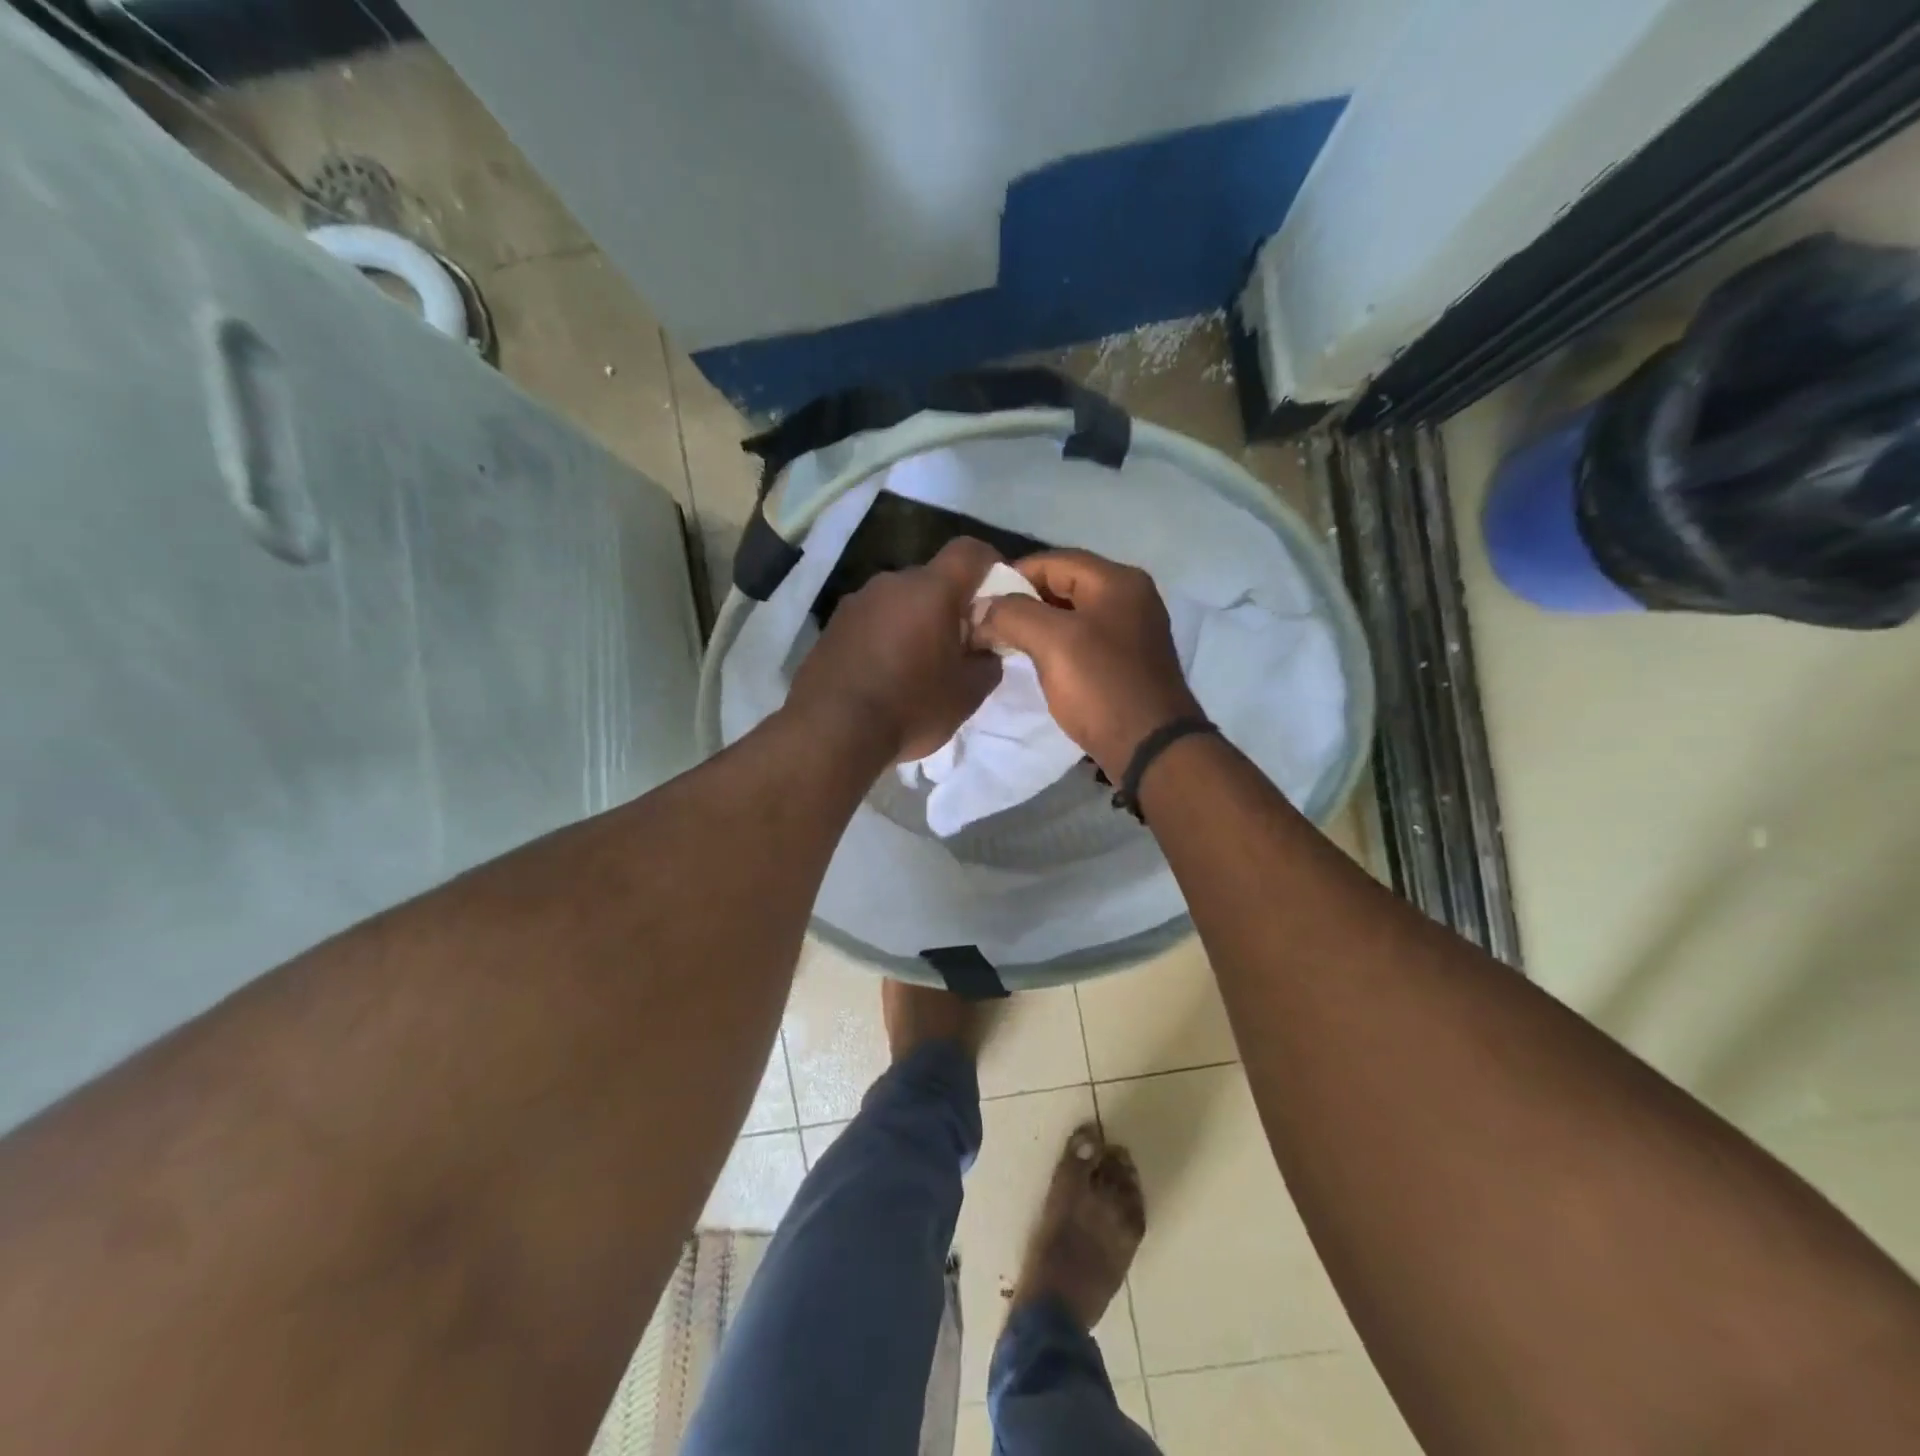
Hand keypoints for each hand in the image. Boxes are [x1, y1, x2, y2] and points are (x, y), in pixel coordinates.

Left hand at [787, 537, 1004, 763]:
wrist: (831, 732)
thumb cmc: (911, 707)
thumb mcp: (968, 693)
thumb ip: (988, 661)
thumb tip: (984, 649)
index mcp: (930, 590)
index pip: (969, 551)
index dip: (990, 564)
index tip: (998, 594)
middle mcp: (891, 583)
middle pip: (932, 579)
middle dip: (950, 604)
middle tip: (958, 644)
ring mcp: (856, 602)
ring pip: (899, 600)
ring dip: (915, 621)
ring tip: (918, 664)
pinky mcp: (832, 626)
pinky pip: (872, 621)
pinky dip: (886, 636)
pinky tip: (885, 674)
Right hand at [971, 549, 1200, 779]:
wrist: (1151, 748)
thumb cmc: (1102, 687)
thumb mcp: (1052, 642)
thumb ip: (1012, 614)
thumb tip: (981, 609)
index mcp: (1117, 581)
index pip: (1053, 560)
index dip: (1012, 575)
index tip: (979, 600)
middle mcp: (1130, 597)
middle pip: (1064, 584)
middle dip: (1023, 600)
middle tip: (987, 622)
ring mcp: (1132, 630)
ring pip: (1072, 614)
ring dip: (1037, 624)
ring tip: (1003, 642)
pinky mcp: (1128, 660)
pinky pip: (1083, 639)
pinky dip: (1055, 644)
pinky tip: (1034, 661)